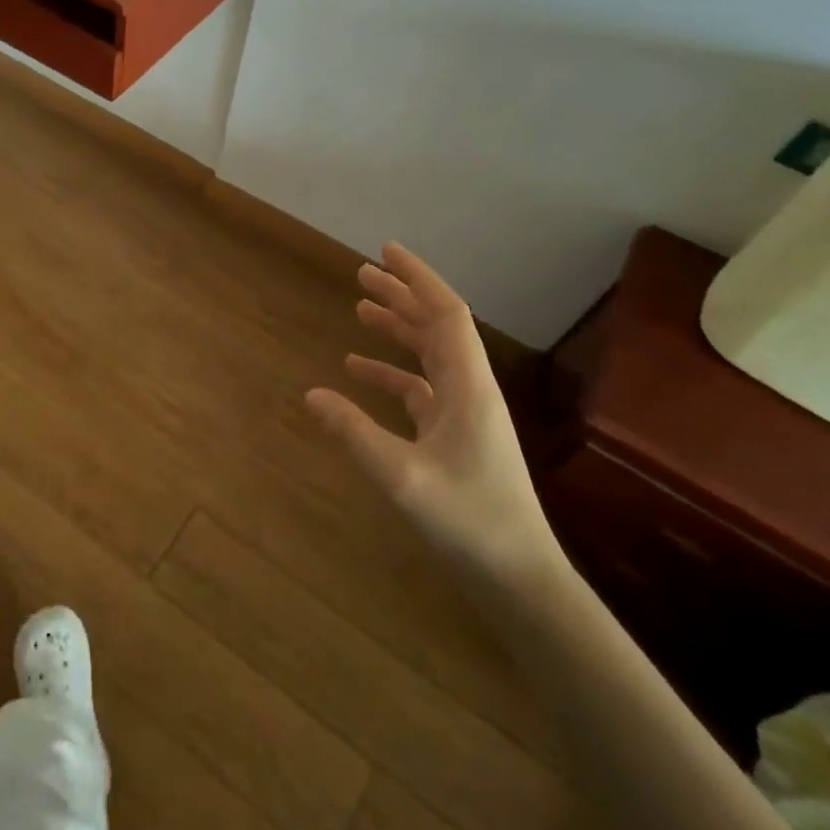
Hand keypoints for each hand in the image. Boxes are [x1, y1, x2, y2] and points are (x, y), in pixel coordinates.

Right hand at [306, 242, 565, 594]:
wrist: (519, 577)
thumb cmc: (469, 521)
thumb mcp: (401, 476)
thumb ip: (354, 433)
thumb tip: (310, 395)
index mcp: (468, 387)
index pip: (446, 314)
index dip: (417, 279)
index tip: (385, 252)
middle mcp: (470, 390)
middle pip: (437, 327)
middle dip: (401, 296)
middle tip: (362, 275)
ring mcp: (465, 414)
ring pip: (429, 356)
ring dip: (397, 330)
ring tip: (359, 311)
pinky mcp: (456, 437)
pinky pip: (420, 389)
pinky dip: (391, 374)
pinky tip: (359, 374)